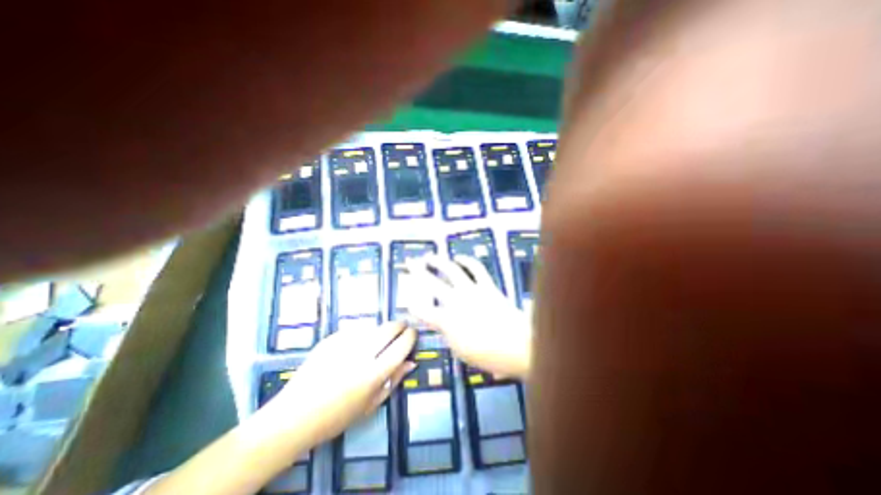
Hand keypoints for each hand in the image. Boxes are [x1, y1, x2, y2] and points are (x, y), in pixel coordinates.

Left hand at [261, 323, 416, 446]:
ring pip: (373, 326)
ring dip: (380, 330)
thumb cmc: (336, 417)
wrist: (293, 416)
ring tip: (377, 340)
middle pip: (389, 329)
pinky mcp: (331, 339)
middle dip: (399, 326)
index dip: (410, 337)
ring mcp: (344, 344)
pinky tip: (356, 344)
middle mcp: (361, 354)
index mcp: (372, 374)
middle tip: (401, 329)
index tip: (413, 333)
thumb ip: (393, 381)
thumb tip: (411, 362)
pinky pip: (355, 329)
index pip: (401, 347)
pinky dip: (362, 333)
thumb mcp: (370, 405)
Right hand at [403, 256, 527, 378]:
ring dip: (438, 261)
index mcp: (447, 320)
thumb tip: (442, 324)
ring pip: (451, 270)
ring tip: (430, 257)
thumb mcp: (461, 351)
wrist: (520, 346)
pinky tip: (459, 257)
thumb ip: (448, 335)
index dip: (413, 305)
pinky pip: (475, 268)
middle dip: (417, 272)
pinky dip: (466, 260)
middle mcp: (456, 301)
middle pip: (431, 283)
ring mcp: (472, 290)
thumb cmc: (490, 355)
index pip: (423, 310)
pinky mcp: (487, 285)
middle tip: (410, 263)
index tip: (409, 301)